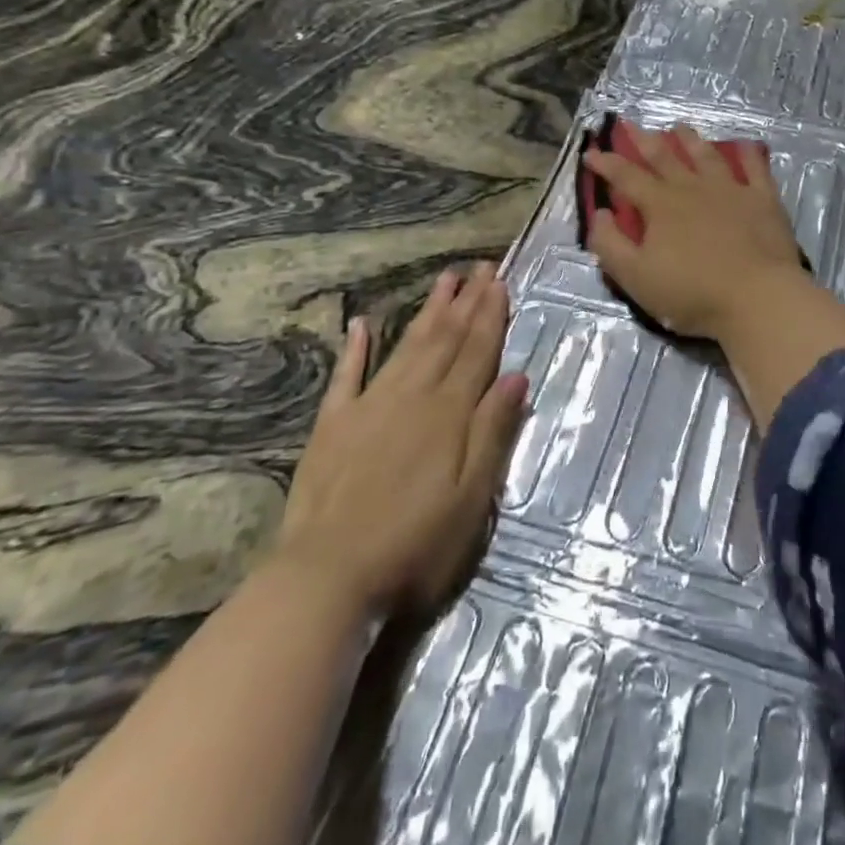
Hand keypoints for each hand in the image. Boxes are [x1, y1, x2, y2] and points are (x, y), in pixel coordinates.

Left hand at [272, 263, 526, 620]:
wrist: (327, 578)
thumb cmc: (414, 544)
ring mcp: (369, 406)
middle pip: (445, 340)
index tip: (500, 281)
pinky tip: (361, 323)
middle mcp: (412, 396)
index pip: (477, 352)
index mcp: (449, 413)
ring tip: (445, 280)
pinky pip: (347, 376)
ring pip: (406, 346)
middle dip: (466, 302)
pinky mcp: (333, 425)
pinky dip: (355, 348)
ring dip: (428, 312)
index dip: (490, 315)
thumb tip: (517, 376)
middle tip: (481, 267)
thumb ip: (493, 431)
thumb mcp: (472, 496)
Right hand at [584, 125, 806, 340]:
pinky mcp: (763, 199)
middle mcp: (693, 188)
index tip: (591, 152)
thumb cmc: (692, 292)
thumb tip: (601, 212)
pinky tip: (745, 146)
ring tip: (679, 128)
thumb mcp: (636, 277)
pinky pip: (755, 169)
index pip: (626, 176)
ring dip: (689, 140)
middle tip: (630, 124)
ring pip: (705, 156)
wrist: (758, 298)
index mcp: (660, 205)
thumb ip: (610, 244)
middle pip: (664, 157)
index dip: (606, 163)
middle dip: (643, 140)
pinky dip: (748, 154)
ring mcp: (730, 190)